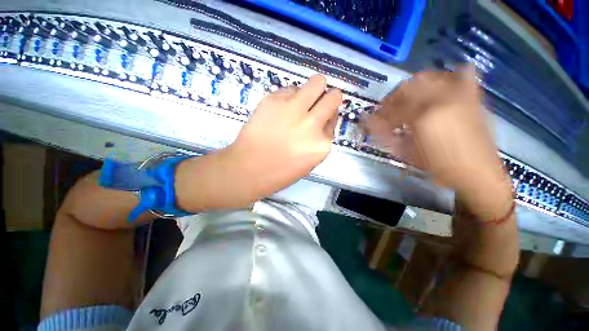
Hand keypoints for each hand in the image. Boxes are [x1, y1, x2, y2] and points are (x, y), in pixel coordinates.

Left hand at [229, 74, 341, 198]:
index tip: (322, 117)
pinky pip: (290, 88)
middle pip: (334, 95)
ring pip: (316, 82)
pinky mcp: (274, 99)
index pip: (335, 117)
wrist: (249, 168)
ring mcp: (293, 109)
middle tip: (318, 102)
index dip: (329, 115)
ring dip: (312, 91)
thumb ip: (321, 138)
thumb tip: (325, 117)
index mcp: (322, 143)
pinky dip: (289, 96)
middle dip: (329, 96)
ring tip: (299, 103)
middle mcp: (312, 123)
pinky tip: (279, 109)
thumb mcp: (310, 160)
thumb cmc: (281, 171)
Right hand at [364, 66, 511, 219]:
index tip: (373, 119)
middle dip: (392, 98)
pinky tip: (439, 86)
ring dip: (412, 86)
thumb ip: (384, 135)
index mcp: (422, 116)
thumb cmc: (438, 166)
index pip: (392, 108)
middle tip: (387, 110)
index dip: (379, 113)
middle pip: (406, 87)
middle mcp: (441, 98)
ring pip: (428, 77)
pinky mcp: (473, 96)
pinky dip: (446, 76)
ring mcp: (460, 94)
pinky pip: (460, 74)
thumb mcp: (405, 153)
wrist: (478, 173)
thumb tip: (366, 121)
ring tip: (407, 99)